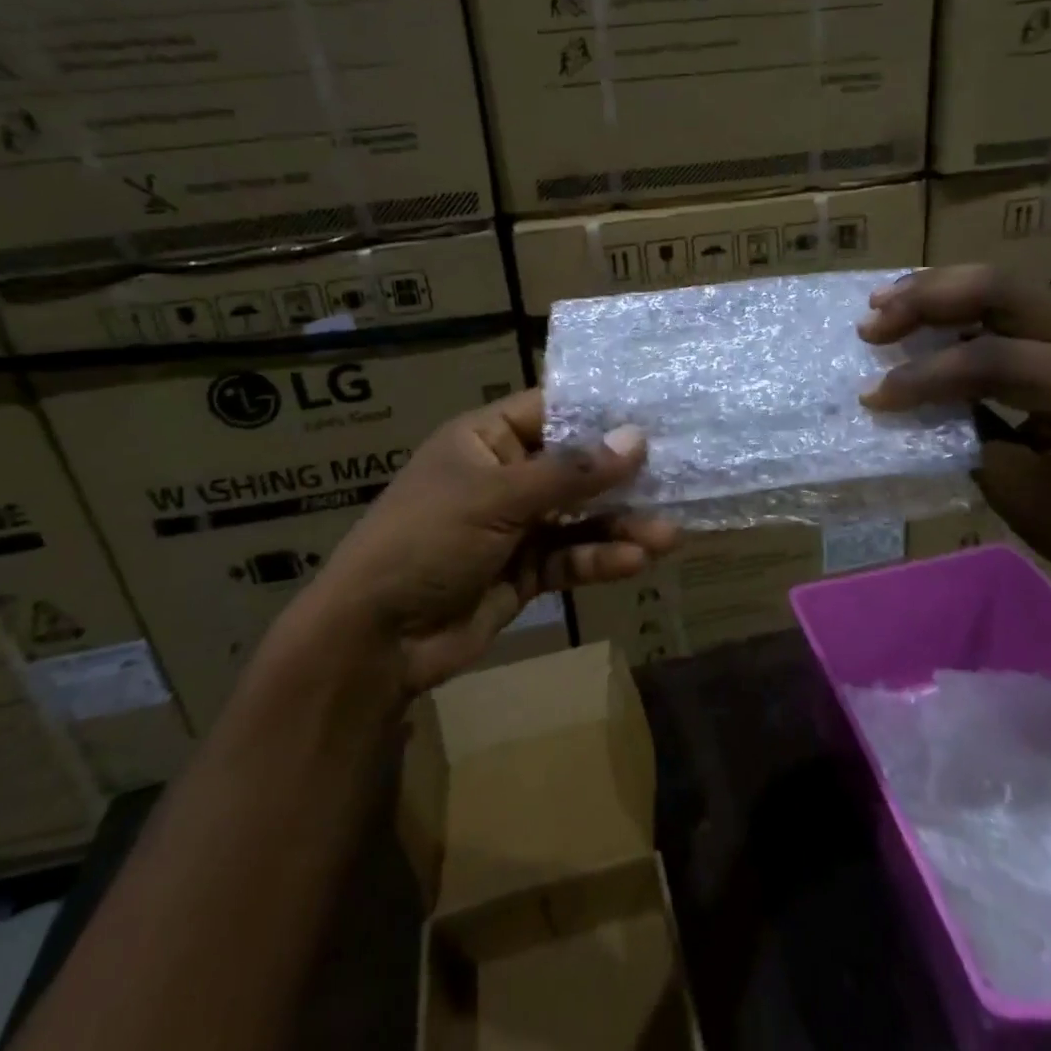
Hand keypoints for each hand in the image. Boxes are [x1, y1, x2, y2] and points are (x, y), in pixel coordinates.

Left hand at [291, 388, 677, 694]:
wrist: (374, 640)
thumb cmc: (426, 541)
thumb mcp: (497, 497)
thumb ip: (570, 472)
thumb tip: (636, 438)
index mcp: (485, 439)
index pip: (551, 410)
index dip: (599, 412)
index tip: (653, 413)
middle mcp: (503, 476)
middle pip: (574, 467)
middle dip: (621, 477)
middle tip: (675, 477)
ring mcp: (514, 526)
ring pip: (578, 517)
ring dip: (620, 525)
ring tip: (666, 534)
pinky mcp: (523, 572)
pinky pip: (569, 557)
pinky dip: (599, 559)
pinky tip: (633, 562)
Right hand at [858, 265, 1050, 601]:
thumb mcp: (1018, 490)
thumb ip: (962, 432)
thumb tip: (908, 398)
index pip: (992, 358)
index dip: (923, 375)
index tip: (874, 397)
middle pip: (999, 290)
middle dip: (925, 301)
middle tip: (871, 323)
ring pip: (1004, 286)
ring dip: (938, 292)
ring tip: (883, 304)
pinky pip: (1014, 306)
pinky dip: (962, 306)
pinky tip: (924, 313)